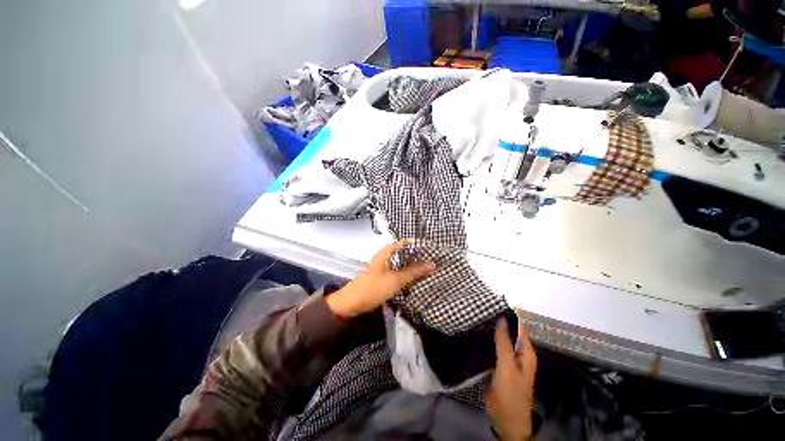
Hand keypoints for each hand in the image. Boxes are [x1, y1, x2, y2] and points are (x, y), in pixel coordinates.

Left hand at [326, 242, 434, 318]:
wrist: (351, 306)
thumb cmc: (373, 288)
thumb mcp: (395, 279)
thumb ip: (413, 272)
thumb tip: (431, 264)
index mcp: (383, 255)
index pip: (399, 244)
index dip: (411, 244)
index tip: (424, 248)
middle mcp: (380, 261)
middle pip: (399, 256)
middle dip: (412, 258)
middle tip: (427, 261)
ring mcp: (378, 272)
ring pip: (397, 267)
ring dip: (408, 270)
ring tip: (422, 272)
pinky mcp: (377, 283)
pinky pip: (393, 277)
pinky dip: (402, 279)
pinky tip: (409, 284)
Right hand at [486, 317, 536, 440]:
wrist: (506, 419)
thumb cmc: (510, 392)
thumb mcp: (507, 365)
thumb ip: (504, 342)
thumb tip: (501, 318)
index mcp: (526, 352)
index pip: (519, 326)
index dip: (508, 314)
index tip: (492, 302)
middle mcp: (519, 353)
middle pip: (509, 332)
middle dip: (497, 321)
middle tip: (480, 309)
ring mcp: (509, 359)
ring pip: (501, 339)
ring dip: (492, 330)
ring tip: (476, 317)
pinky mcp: (499, 365)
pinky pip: (494, 348)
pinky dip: (488, 340)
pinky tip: (477, 334)